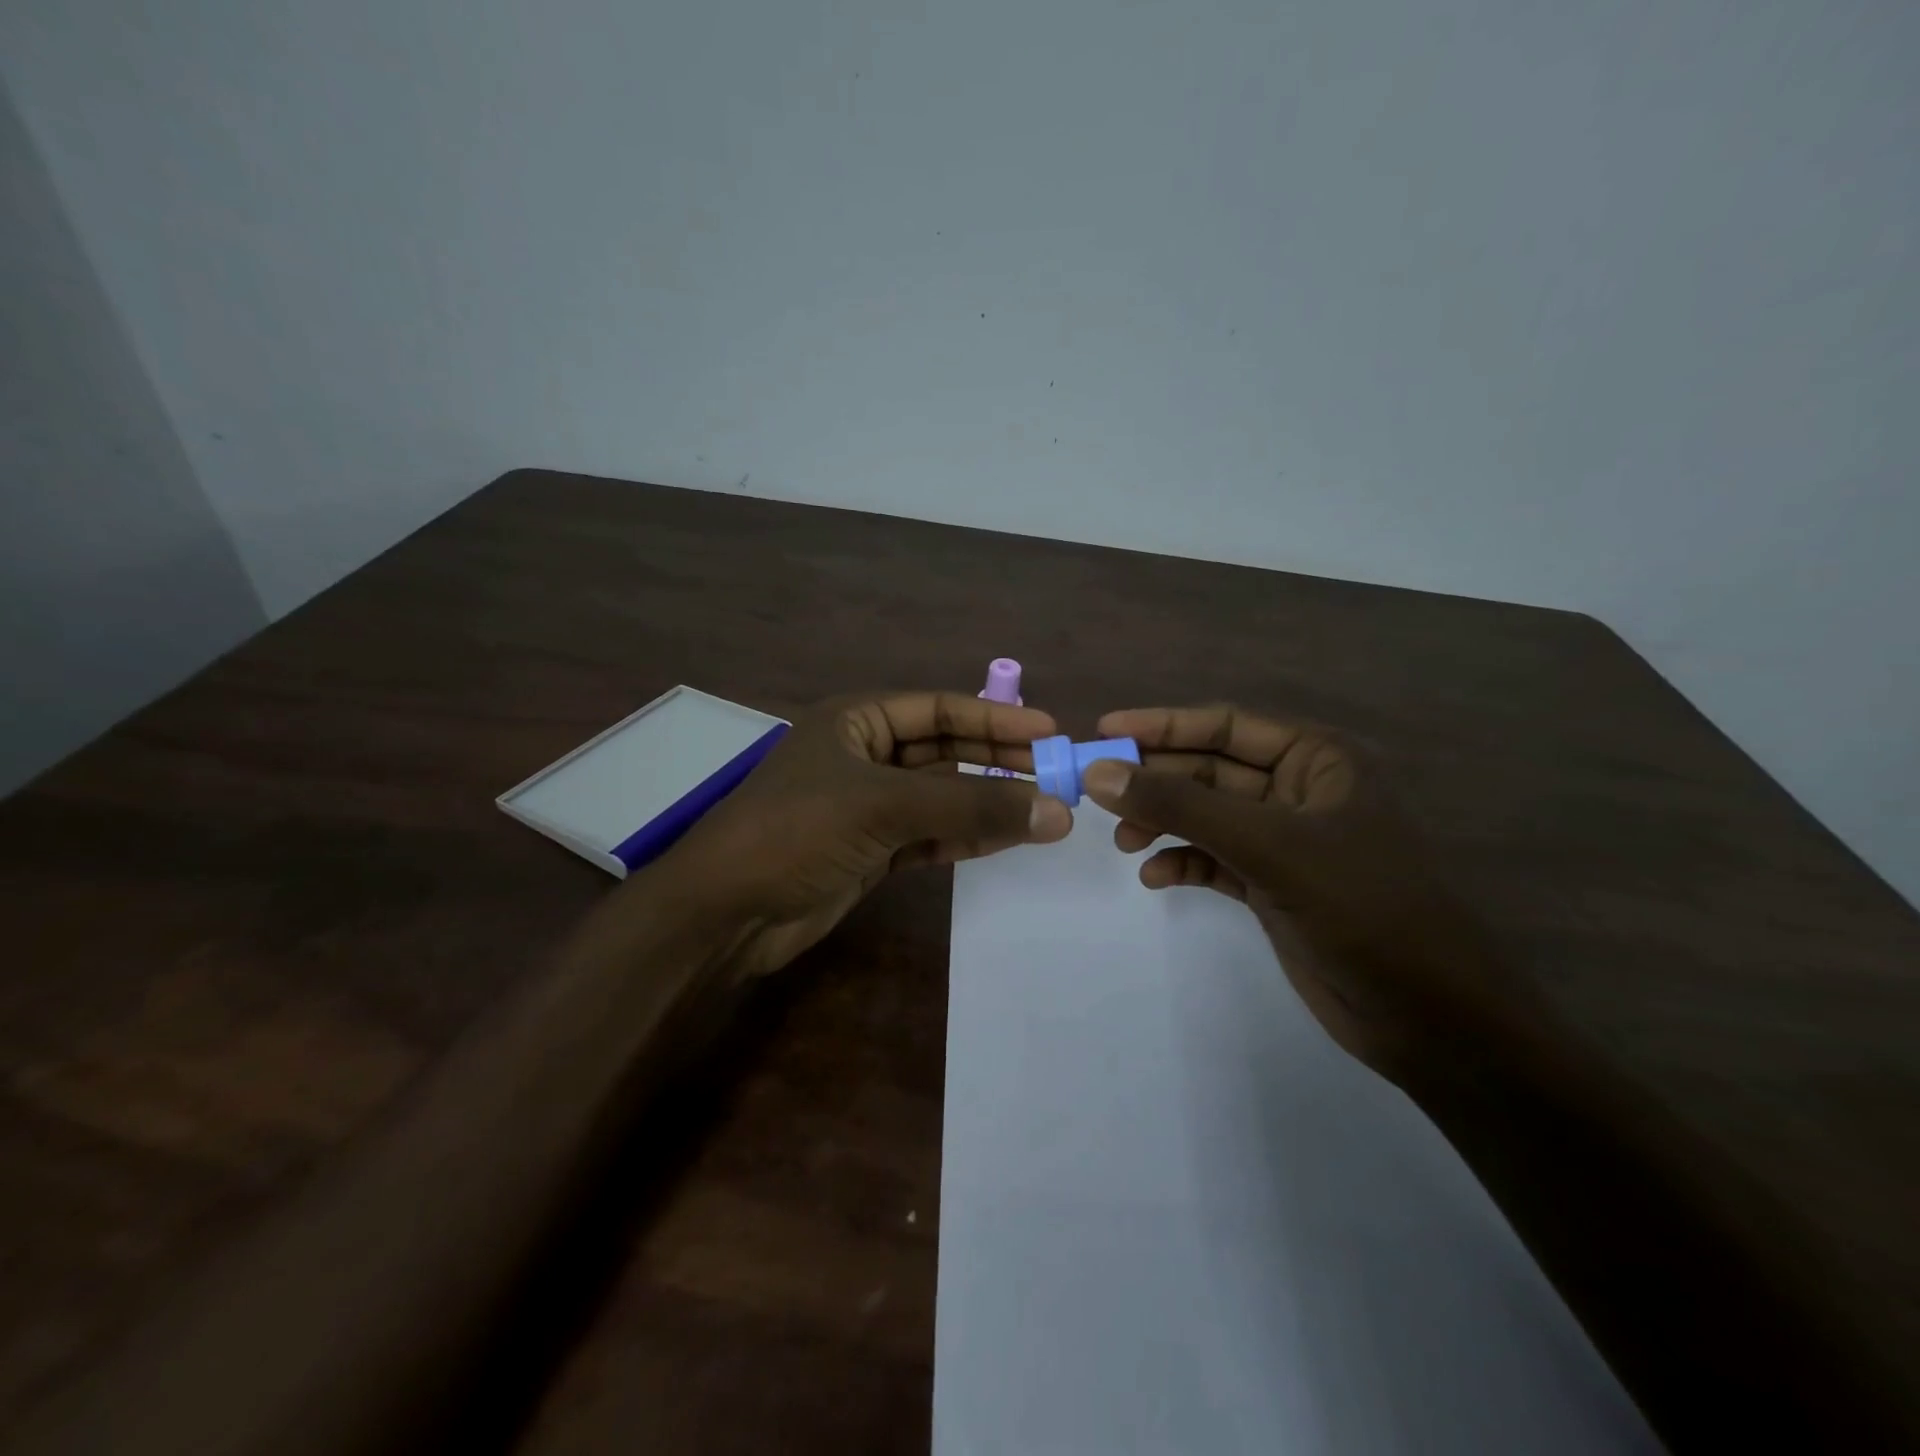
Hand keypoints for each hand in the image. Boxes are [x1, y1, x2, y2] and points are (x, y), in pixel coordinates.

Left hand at [638, 690, 1072, 979]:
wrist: (725, 913)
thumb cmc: (797, 832)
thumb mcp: (885, 807)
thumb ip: (970, 808)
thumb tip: (1056, 811)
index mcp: (857, 720)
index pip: (940, 709)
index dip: (996, 719)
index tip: (1050, 734)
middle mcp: (864, 756)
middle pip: (945, 752)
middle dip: (997, 764)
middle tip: (1056, 777)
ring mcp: (867, 806)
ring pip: (941, 797)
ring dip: (987, 805)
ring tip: (1044, 813)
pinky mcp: (870, 851)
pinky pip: (929, 836)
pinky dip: (964, 838)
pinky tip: (1005, 841)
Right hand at [1081, 705, 1520, 1081]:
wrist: (1430, 1017)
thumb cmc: (1362, 907)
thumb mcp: (1268, 846)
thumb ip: (1182, 806)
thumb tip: (1099, 773)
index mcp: (1318, 759)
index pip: (1225, 724)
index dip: (1163, 724)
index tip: (1104, 731)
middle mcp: (1300, 791)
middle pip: (1209, 770)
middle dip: (1156, 781)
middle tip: (1096, 792)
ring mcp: (1285, 841)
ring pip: (1206, 815)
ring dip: (1162, 822)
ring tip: (1123, 840)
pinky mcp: (1273, 885)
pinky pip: (1213, 858)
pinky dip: (1182, 862)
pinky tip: (1154, 876)